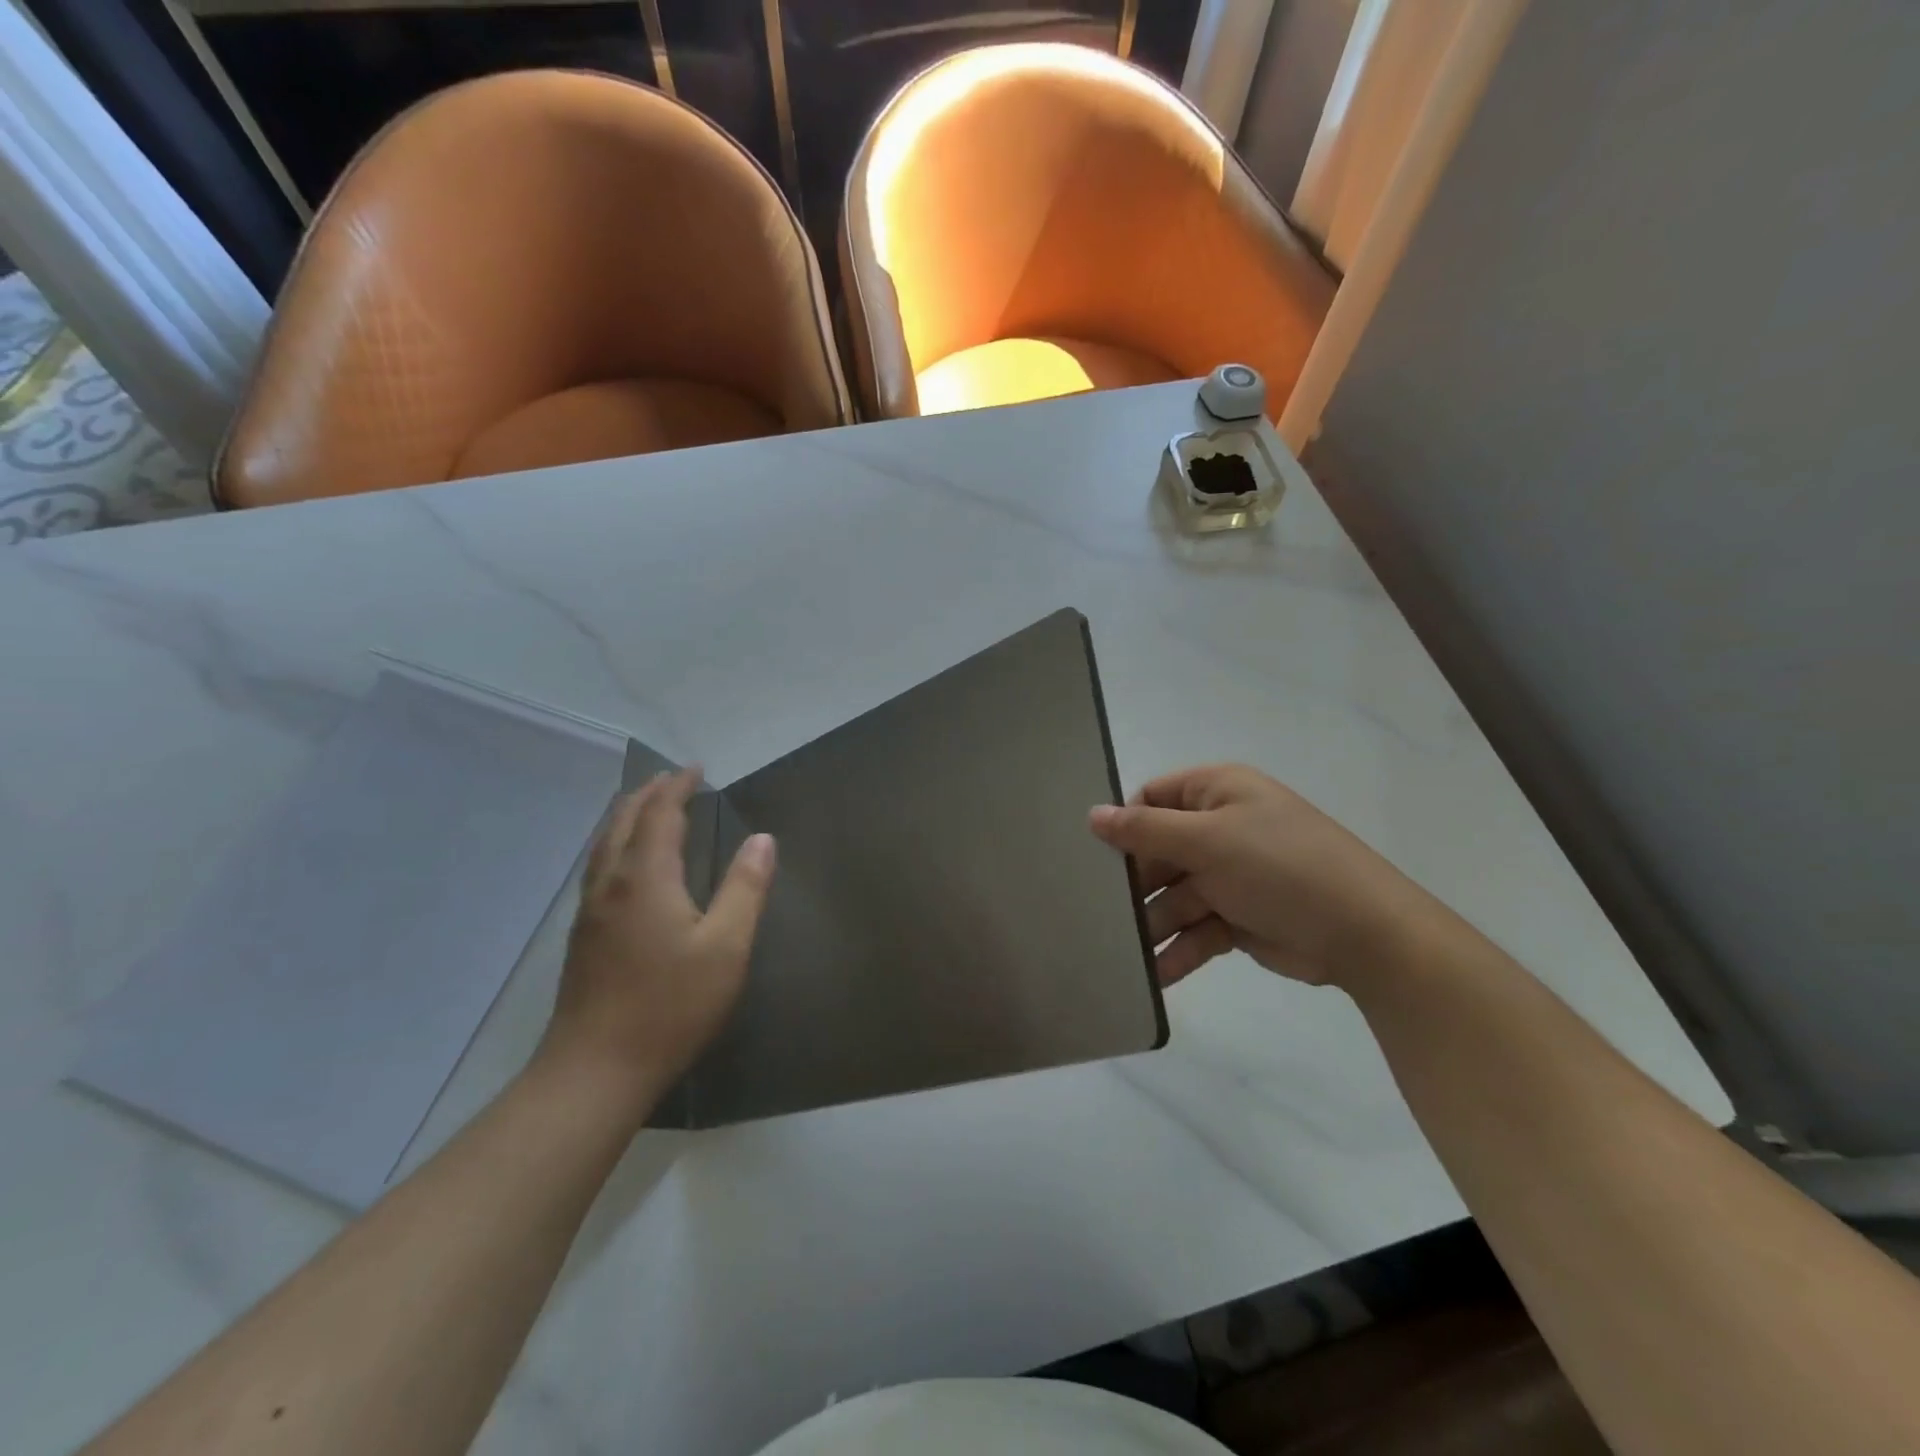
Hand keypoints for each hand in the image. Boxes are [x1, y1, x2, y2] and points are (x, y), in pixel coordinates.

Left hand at [535, 767, 775, 1110]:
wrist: (595, 1070)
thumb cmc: (670, 1006)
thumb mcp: (726, 947)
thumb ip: (745, 888)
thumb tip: (763, 839)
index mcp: (645, 877)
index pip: (660, 814)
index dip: (678, 786)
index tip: (696, 769)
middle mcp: (611, 882)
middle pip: (624, 820)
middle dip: (648, 793)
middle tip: (673, 778)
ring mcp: (590, 909)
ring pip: (604, 843)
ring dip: (627, 814)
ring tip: (647, 805)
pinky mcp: (583, 934)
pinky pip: (598, 865)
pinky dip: (615, 841)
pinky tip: (625, 861)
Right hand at [1089, 763, 1448, 989]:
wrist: (1364, 933)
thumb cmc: (1280, 867)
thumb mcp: (1208, 840)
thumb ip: (1145, 830)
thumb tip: (1092, 815)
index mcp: (1216, 793)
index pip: (1151, 799)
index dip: (1124, 826)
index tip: (1093, 859)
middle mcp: (1220, 828)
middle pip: (1158, 852)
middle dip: (1133, 884)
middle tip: (1095, 913)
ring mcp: (1230, 875)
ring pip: (1174, 896)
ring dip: (1151, 925)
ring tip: (1118, 953)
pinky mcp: (1238, 917)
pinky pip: (1196, 930)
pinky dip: (1178, 951)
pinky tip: (1153, 976)